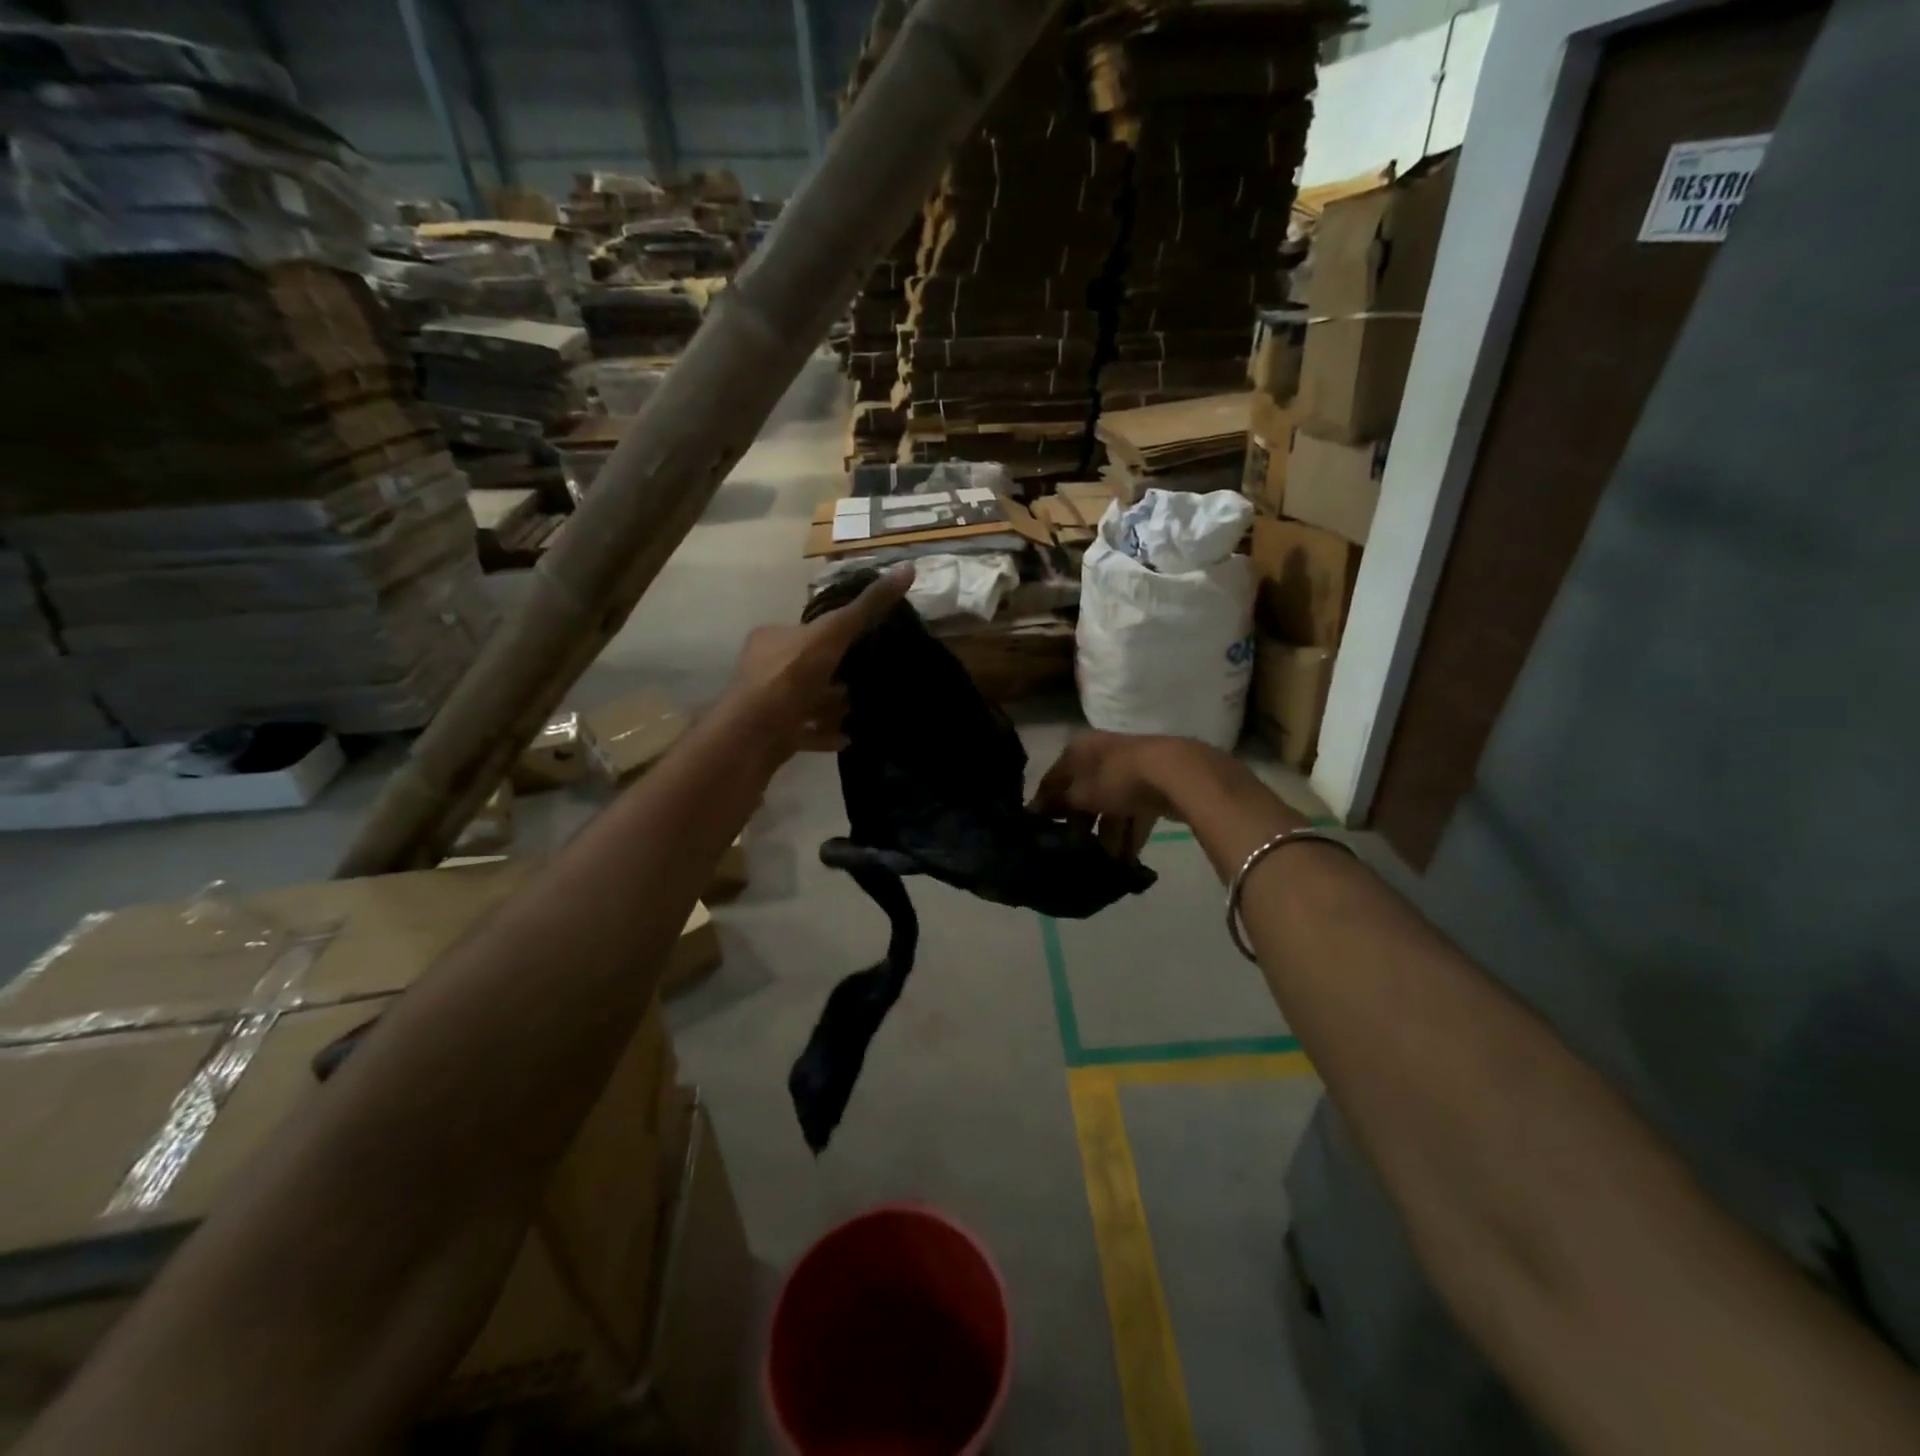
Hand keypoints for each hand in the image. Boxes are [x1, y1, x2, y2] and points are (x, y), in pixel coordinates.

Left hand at [725, 566, 913, 757]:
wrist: (753, 735)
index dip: (837, 635)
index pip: (810, 630)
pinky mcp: (774, 735)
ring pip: (808, 700)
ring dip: (834, 706)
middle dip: (839, 674)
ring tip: (865, 708)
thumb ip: (868, 606)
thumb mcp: (833, 633)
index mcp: (773, 638)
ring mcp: (768, 704)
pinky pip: (806, 732)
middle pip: (811, 666)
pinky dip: (827, 734)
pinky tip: (849, 737)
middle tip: (871, 679)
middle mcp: (765, 668)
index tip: (866, 643)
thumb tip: (908, 567)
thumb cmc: (790, 677)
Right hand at [1030, 731, 1183, 860]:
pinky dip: (1130, 835)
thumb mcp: (1080, 794)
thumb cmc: (1116, 778)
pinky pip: (1134, 814)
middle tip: (1074, 853)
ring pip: (1111, 807)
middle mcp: (1102, 755)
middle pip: (1084, 795)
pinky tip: (1126, 860)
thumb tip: (1037, 811)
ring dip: (1107, 836)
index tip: (1039, 833)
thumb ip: (1059, 804)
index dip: (1044, 806)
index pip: (1053, 779)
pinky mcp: (1154, 786)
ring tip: (1104, 864)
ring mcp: (1130, 770)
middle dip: (1081, 826)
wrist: (1174, 773)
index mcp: (1079, 749)